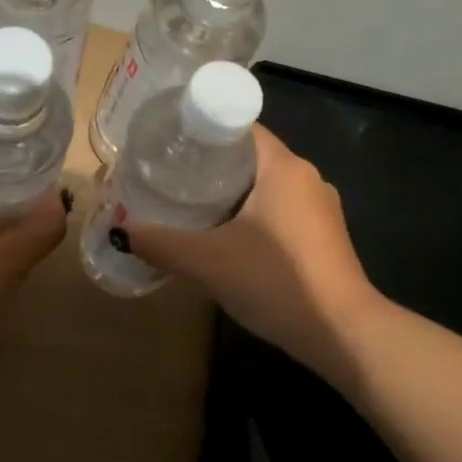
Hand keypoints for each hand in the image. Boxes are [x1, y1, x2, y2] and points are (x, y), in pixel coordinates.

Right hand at [126, 125, 381, 372]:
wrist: (343, 334)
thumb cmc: (276, 282)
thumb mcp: (207, 262)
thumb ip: (160, 243)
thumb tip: (118, 230)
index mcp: (284, 166)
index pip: (240, 127)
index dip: (204, 129)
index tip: (170, 144)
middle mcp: (307, 176)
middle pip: (251, 155)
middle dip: (211, 164)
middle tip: (170, 176)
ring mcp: (321, 207)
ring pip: (267, 185)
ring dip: (233, 191)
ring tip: (191, 205)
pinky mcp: (325, 235)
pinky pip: (282, 209)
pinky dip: (254, 214)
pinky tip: (229, 237)